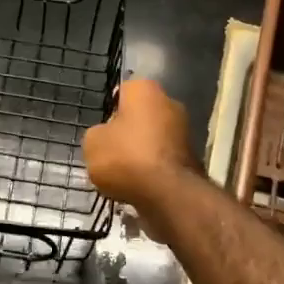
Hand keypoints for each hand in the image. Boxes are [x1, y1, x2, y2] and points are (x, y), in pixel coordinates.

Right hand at [83, 77, 197, 234]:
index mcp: (145, 90)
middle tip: (109, 150)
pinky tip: (137, 184)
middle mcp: (169, 103)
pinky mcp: (191, 158)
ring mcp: (184, 131)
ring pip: (152, 138)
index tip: (101, 127)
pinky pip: (162, 159)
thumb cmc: (125, 157)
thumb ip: (97, 133)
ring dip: (139, 151)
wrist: (167, 194)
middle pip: (140, 115)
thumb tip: (107, 136)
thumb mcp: (92, 142)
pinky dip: (151, 169)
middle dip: (126, 131)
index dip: (110, 109)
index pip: (123, 91)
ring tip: (120, 173)